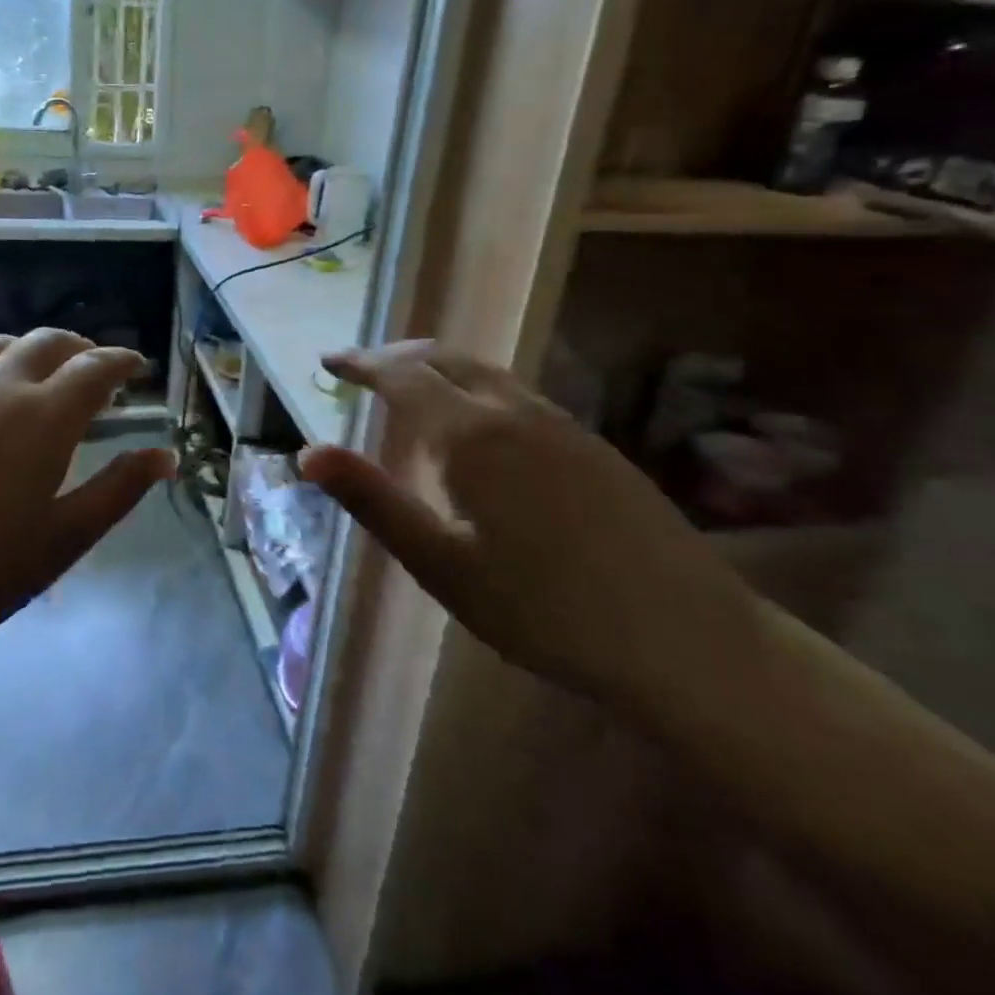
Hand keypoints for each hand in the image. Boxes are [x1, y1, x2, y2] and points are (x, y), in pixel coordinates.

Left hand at [0, 329, 174, 668]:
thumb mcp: (57, 544)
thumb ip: (117, 493)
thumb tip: (165, 455)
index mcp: (43, 417)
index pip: (97, 368)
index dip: (123, 361)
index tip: (136, 366)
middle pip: (48, 341)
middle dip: (78, 347)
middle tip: (89, 366)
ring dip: (23, 350)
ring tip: (29, 372)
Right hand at [298, 340, 747, 697]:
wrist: (686, 639)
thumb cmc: (544, 610)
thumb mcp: (440, 564)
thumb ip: (373, 501)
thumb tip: (308, 454)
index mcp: (470, 435)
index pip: (401, 376)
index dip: (360, 364)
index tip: (328, 362)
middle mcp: (513, 411)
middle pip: (443, 358)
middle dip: (395, 356)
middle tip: (360, 369)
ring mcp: (560, 423)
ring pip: (483, 371)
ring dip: (436, 366)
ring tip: (407, 385)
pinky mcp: (591, 443)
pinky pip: (514, 391)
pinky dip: (472, 385)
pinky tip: (474, 421)